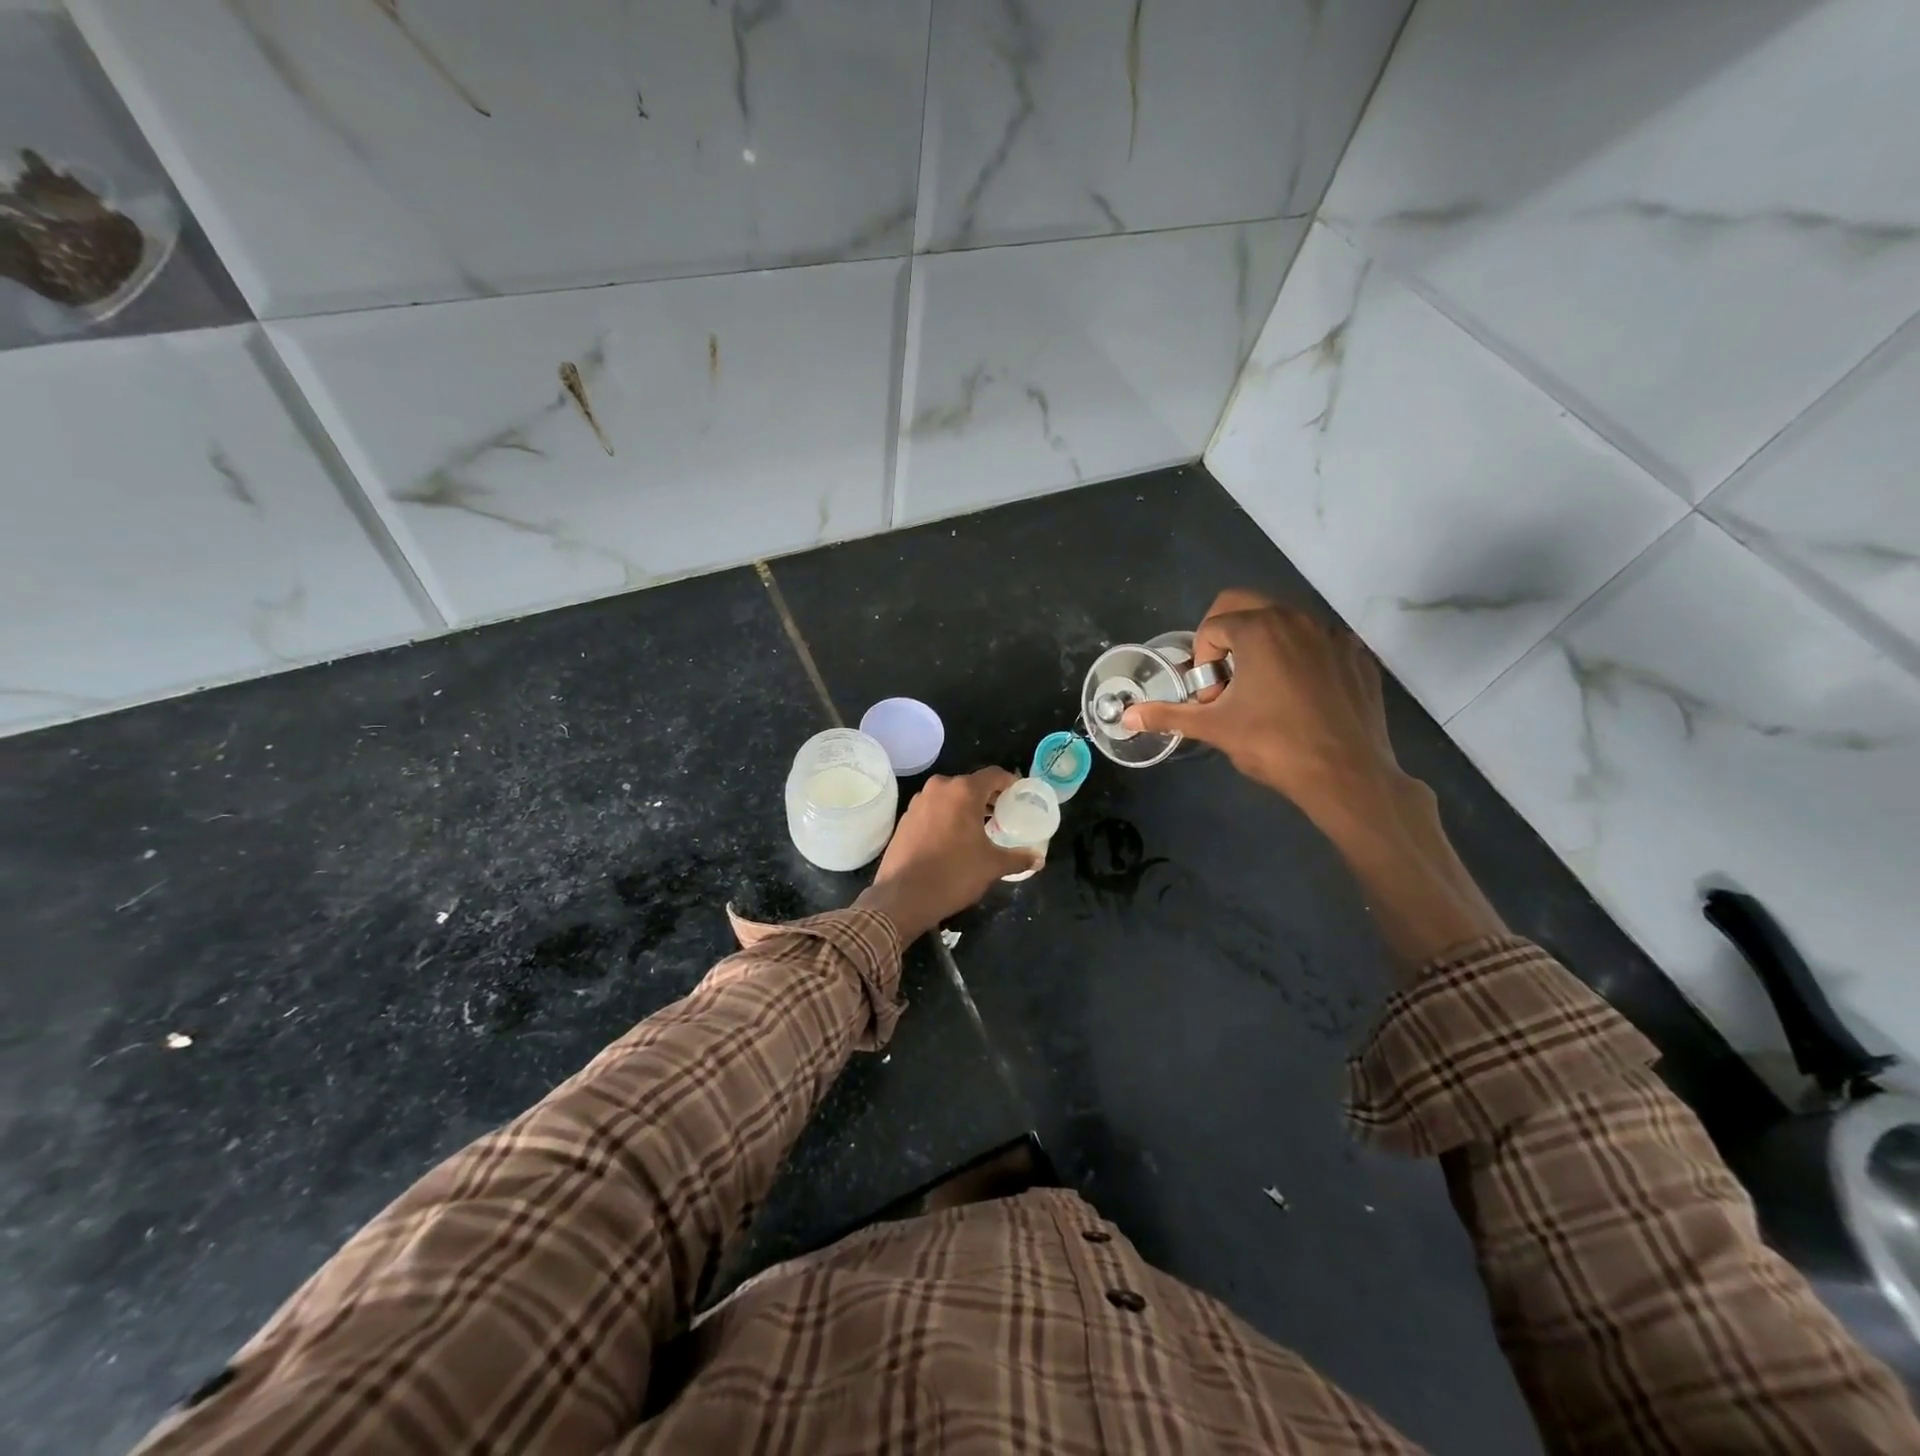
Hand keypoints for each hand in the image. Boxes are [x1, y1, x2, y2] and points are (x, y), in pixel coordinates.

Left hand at [856, 768, 1038, 941]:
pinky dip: (946, 816)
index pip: (994, 775)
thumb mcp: (991, 866)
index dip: (1010, 783)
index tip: (1019, 796)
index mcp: (963, 791)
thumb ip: (1018, 858)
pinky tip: (953, 838)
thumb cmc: (954, 874)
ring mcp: (918, 802)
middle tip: (1003, 814)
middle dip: (988, 797)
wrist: (903, 896)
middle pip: (970, 784)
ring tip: (980, 827)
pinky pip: (933, 809)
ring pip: (950, 796)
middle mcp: (939, 788)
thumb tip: (1039, 860)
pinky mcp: (905, 818)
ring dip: (965, 807)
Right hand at [1121, 590, 1404, 822]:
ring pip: (1285, 621)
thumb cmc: (1274, 745)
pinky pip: (1319, 643)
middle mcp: (1297, 619)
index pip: (1212, 627)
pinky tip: (1302, 697)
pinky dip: (1301, 658)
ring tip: (1263, 690)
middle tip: (1227, 678)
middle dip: (1226, 635)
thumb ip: (1168, 715)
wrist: (1346, 775)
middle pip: (1245, 605)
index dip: (1202, 662)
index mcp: (1259, 630)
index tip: (1212, 697)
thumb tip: (1127, 716)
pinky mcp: (1358, 655)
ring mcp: (1333, 635)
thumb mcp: (1215, 728)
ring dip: (1263, 644)